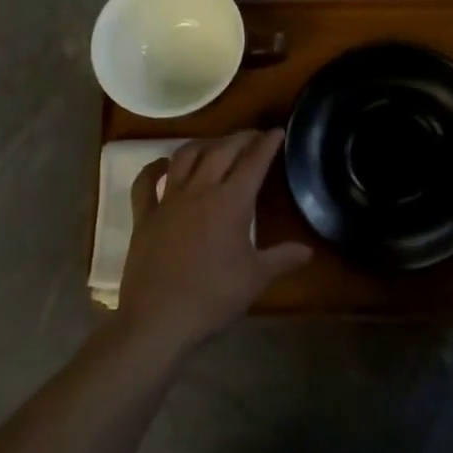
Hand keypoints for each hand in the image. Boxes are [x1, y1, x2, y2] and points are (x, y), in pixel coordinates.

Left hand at [116, 130, 311, 356]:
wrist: (158, 321)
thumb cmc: (212, 298)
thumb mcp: (255, 280)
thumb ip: (282, 260)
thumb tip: (308, 251)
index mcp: (231, 202)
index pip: (253, 162)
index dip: (267, 144)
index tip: (277, 131)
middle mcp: (199, 190)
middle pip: (221, 150)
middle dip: (240, 138)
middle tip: (253, 136)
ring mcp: (168, 201)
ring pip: (185, 157)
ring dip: (202, 145)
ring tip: (214, 145)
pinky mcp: (144, 216)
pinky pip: (146, 183)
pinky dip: (154, 169)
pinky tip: (162, 165)